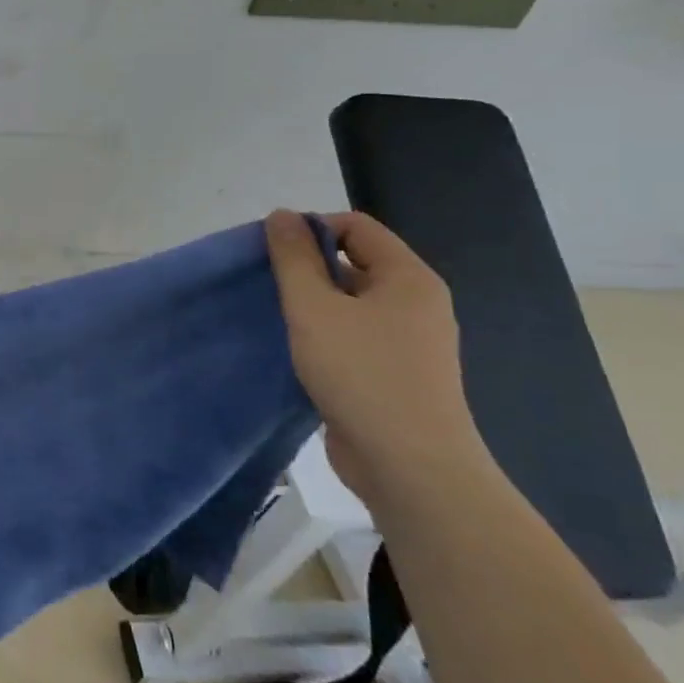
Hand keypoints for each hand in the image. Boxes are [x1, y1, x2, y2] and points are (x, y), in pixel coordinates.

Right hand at [264, 209, 489, 504]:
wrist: (410, 468)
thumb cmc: (361, 375)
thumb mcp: (314, 308)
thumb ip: (293, 258)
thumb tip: (281, 215)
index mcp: (408, 278)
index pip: (356, 226)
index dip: (310, 228)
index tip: (272, 254)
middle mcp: (416, 303)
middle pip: (354, 262)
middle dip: (307, 267)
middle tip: (267, 285)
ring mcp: (409, 342)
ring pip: (351, 302)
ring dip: (313, 303)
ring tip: (275, 317)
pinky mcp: (396, 374)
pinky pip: (355, 335)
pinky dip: (324, 334)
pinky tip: (296, 350)